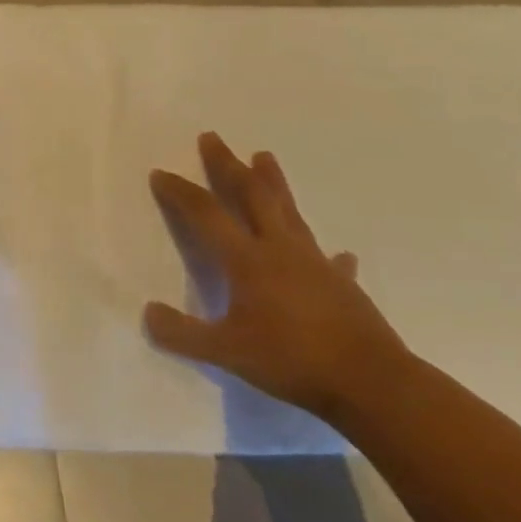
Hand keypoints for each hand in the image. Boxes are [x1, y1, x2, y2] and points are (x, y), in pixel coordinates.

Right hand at [144, 132, 410, 423]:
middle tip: (213, 137)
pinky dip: (327, 254)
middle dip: (228, 166)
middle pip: (251, 196)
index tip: (160, 173)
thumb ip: (182, 334)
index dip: (180, 192)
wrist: (372, 384)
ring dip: (273, 183)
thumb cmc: (292, 360)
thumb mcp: (226, 352)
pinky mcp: (343, 286)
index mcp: (248, 259)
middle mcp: (280, 250)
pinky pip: (330, 261)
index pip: (206, 214)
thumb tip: (148, 313)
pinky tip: (338, 254)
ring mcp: (315, 265)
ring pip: (289, 213)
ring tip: (265, 156)